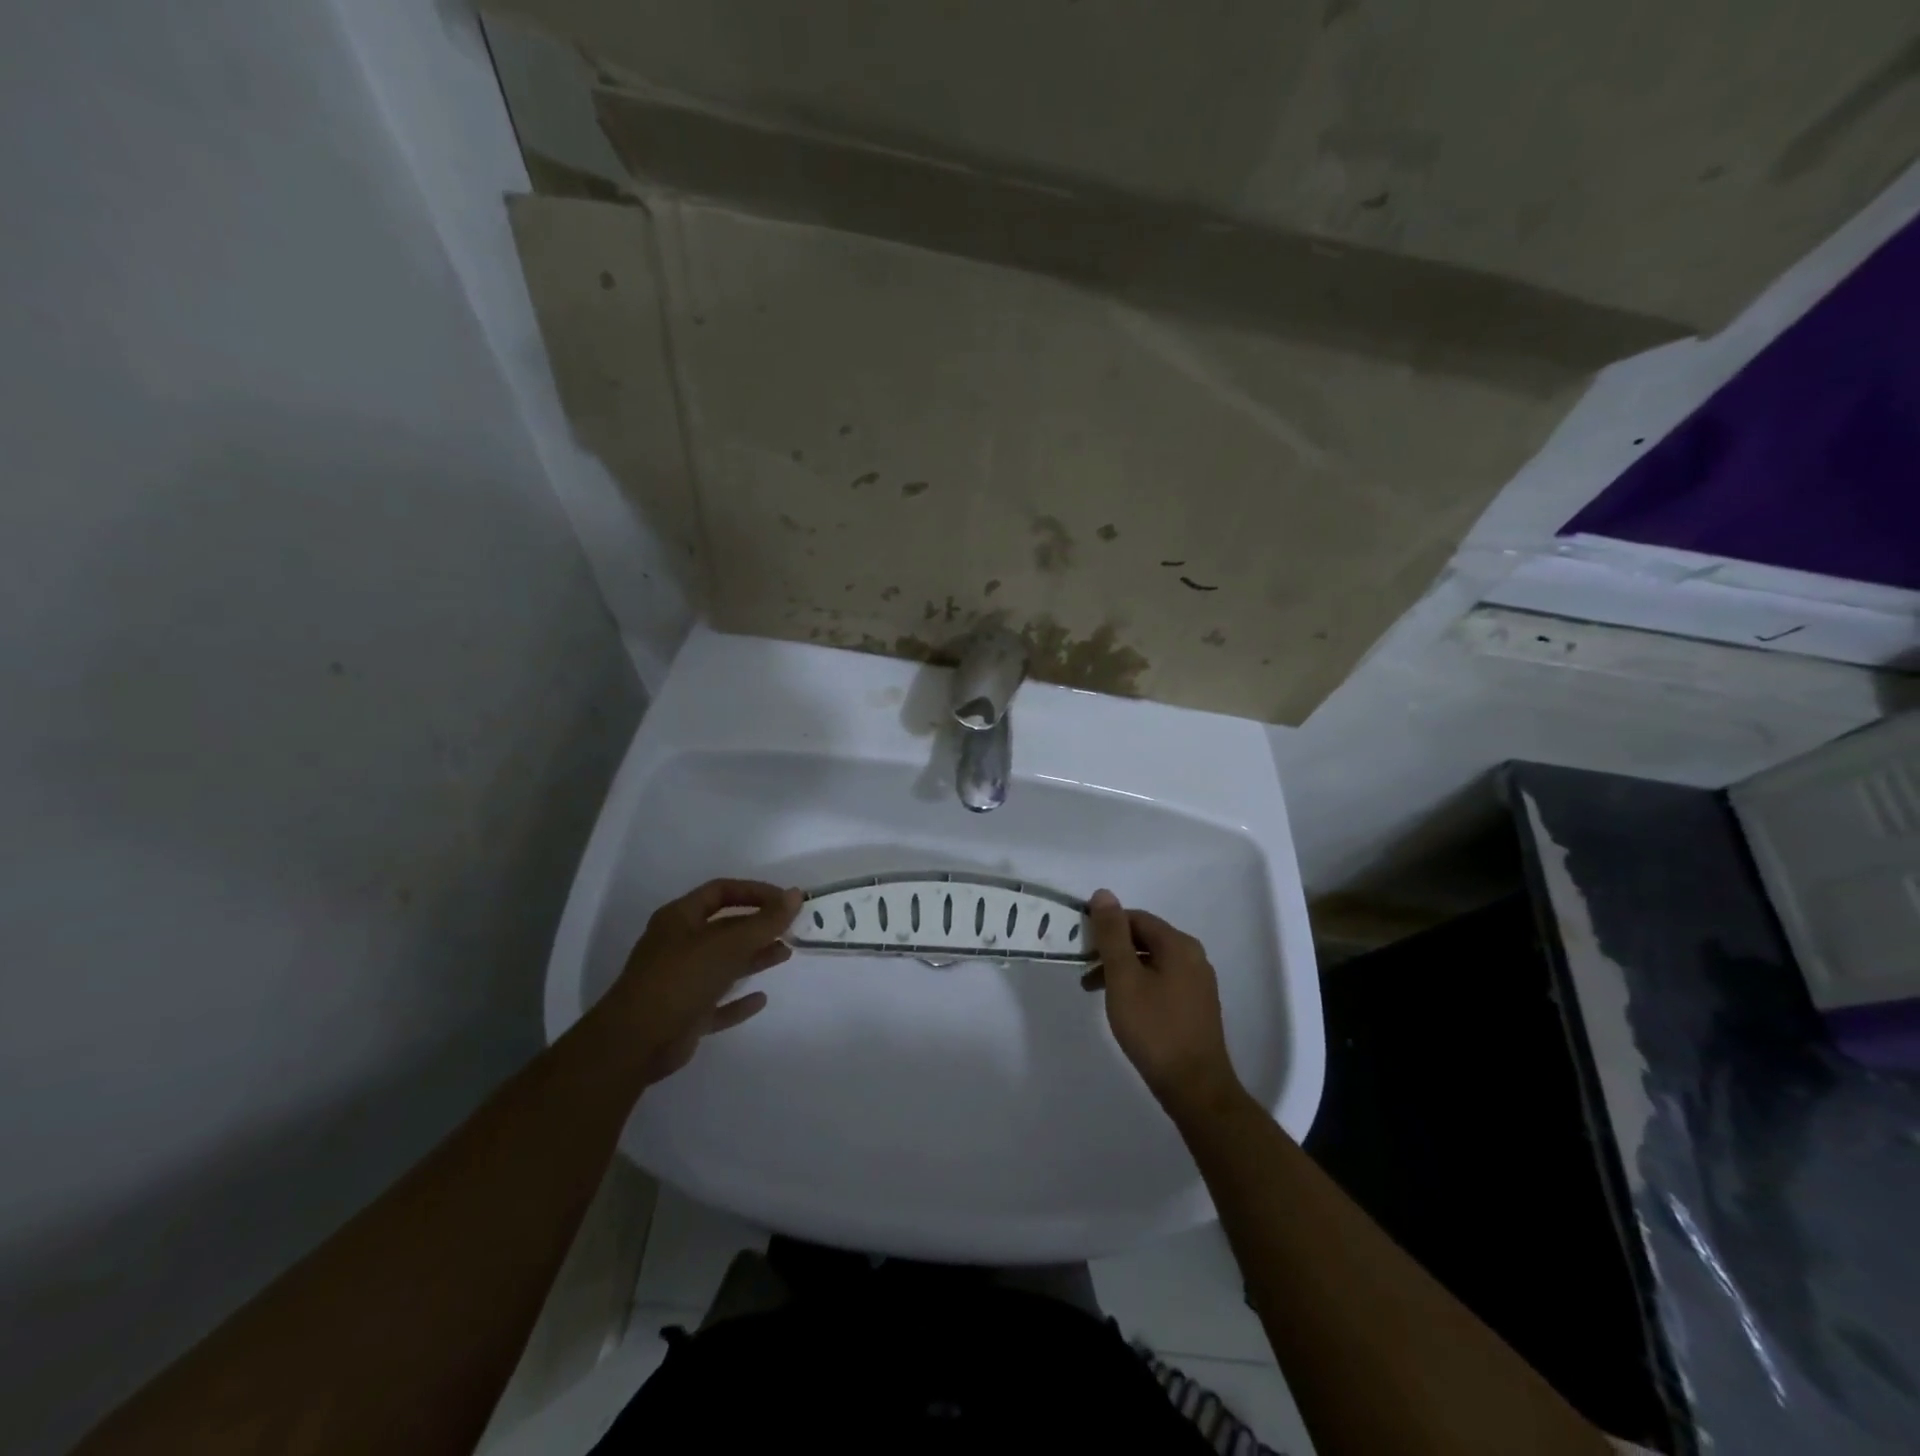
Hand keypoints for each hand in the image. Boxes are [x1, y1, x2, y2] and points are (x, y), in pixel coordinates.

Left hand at [607, 878, 800, 1085]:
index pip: (721, 891)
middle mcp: (678, 945)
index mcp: (679, 918)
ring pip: (723, 963)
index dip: (755, 892)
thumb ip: (765, 921)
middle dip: (757, 926)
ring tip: (785, 954)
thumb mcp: (728, 944)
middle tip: (790, 928)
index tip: (785, 901)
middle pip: (723, 927)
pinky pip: (717, 1002)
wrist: (635, 1042)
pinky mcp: (684, 1015)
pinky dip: (738, 1000)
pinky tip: (761, 999)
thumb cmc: (681, 979)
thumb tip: (797, 894)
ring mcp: (679, 981)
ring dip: (753, 958)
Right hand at [1084, 889, 1244, 1118]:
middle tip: (1083, 968)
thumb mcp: (1124, 977)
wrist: (1195, 1087)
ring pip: (1151, 962)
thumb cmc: (1154, 1028)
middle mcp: (1194, 957)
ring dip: (1121, 969)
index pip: (1136, 918)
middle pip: (1144, 938)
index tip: (1080, 943)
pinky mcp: (1196, 1007)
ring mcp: (1198, 983)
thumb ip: (1112, 934)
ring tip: (1094, 991)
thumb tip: (1103, 894)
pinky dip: (1137, 985)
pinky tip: (1123, 1007)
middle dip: (1111, 949)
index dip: (1105, 925)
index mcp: (1179, 945)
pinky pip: (1161, 981)